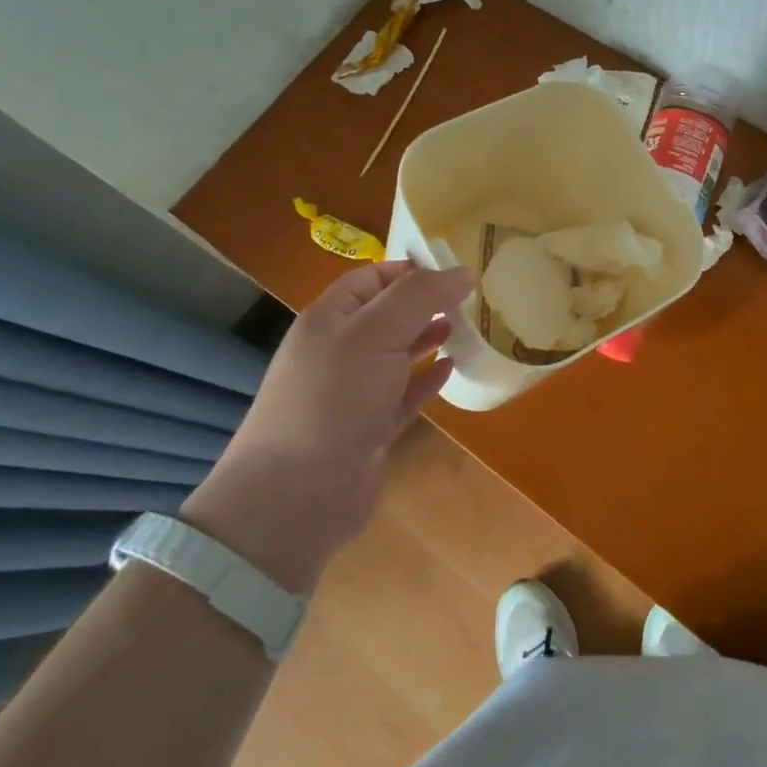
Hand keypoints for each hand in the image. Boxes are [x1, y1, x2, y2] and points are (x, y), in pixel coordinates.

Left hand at [182, 261, 474, 592]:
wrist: (296, 496)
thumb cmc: (334, 399)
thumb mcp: (375, 333)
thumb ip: (419, 297)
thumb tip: (462, 271)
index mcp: (330, 318)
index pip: (372, 278)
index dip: (411, 269)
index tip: (455, 269)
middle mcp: (340, 350)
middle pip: (387, 315)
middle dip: (425, 303)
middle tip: (470, 298)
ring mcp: (354, 392)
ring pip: (397, 354)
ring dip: (428, 338)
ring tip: (464, 327)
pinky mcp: (370, 428)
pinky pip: (403, 394)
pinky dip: (426, 379)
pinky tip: (451, 368)